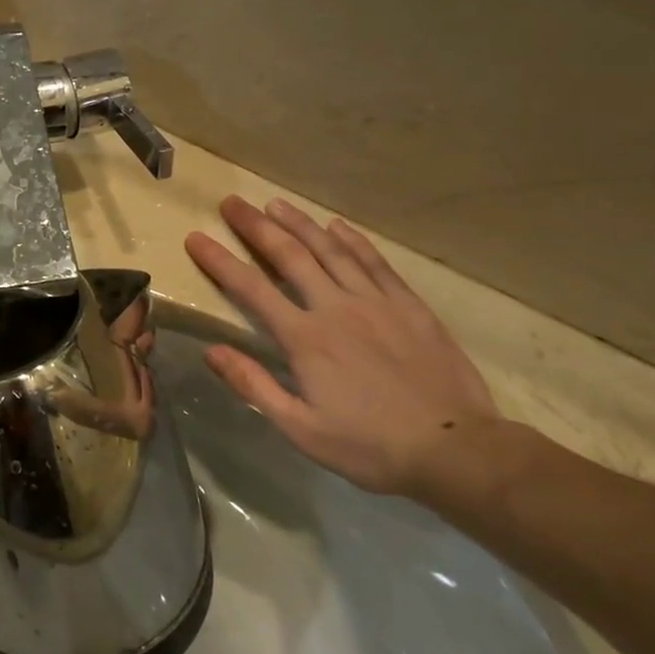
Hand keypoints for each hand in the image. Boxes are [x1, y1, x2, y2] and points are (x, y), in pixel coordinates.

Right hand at [186, 197, 496, 498]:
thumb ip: (254, 385)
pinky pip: (375, 263)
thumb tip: (211, 351)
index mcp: (305, 338)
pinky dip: (353, 240)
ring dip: (300, 223)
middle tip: (232, 202)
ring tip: (275, 203)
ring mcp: (376, 302)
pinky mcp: (409, 306)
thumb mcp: (301, 429)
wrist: (458, 451)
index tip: (196, 237)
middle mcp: (336, 308)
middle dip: (256, 226)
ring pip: (331, 250)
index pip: (251, 288)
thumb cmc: (370, 446)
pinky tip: (336, 226)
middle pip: (290, 255)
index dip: (219, 260)